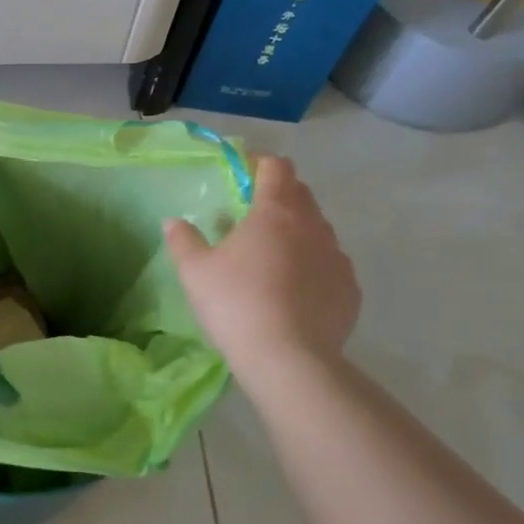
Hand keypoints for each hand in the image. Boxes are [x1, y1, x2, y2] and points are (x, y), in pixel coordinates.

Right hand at [164, 156, 360, 387]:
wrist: (288, 359)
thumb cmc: (235, 303)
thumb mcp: (194, 271)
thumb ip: (183, 240)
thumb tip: (173, 221)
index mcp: (275, 213)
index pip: (277, 168)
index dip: (260, 164)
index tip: (242, 173)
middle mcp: (313, 227)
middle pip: (301, 195)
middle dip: (279, 196)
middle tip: (251, 216)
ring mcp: (337, 258)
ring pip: (318, 230)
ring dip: (297, 232)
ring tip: (272, 257)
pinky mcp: (350, 290)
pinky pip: (330, 265)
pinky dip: (313, 266)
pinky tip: (294, 290)